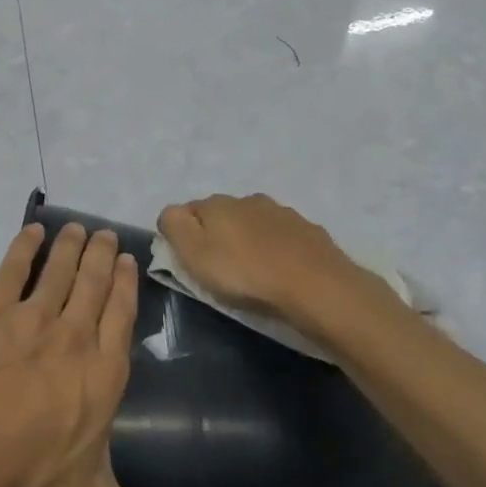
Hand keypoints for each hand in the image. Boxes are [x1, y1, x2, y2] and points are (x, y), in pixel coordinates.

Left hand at [0, 222, 193, 486]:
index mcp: (104, 373)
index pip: (122, 314)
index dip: (126, 284)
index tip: (128, 260)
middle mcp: (73, 337)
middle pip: (92, 283)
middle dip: (101, 255)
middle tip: (105, 233)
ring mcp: (30, 322)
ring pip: (57, 271)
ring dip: (70, 246)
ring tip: (78, 228)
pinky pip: (10, 272)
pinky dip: (22, 248)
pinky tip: (30, 231)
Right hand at [156, 192, 376, 329]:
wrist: (315, 286)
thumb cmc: (245, 274)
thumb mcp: (195, 254)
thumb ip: (174, 226)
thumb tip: (170, 213)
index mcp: (217, 204)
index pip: (187, 210)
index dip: (182, 234)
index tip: (186, 261)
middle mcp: (248, 199)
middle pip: (221, 214)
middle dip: (216, 234)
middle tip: (218, 267)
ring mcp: (282, 212)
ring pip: (253, 222)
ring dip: (247, 239)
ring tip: (251, 269)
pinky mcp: (308, 230)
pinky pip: (281, 236)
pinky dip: (275, 248)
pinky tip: (280, 268)